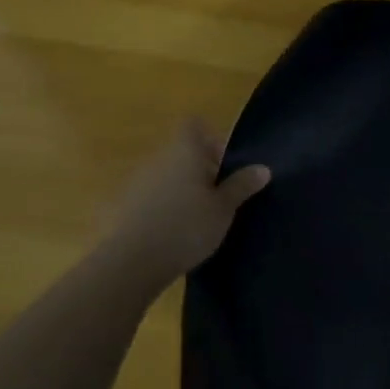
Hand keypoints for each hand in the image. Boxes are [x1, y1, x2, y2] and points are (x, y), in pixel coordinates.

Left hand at [96, 120, 269, 299]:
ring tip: (200, 216)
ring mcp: (138, 181)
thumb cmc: (187, 227)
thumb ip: (242, 185)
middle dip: (202, 168)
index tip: (225, 163)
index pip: (194, 125)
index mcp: (184, 151)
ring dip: (184, 187)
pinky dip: (166, 205)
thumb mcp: (224, 208)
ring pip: (168, 173)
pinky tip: (177, 231)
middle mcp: (159, 158)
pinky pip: (153, 195)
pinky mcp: (126, 205)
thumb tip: (263, 168)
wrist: (132, 263)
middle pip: (182, 151)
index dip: (211, 138)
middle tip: (221, 195)